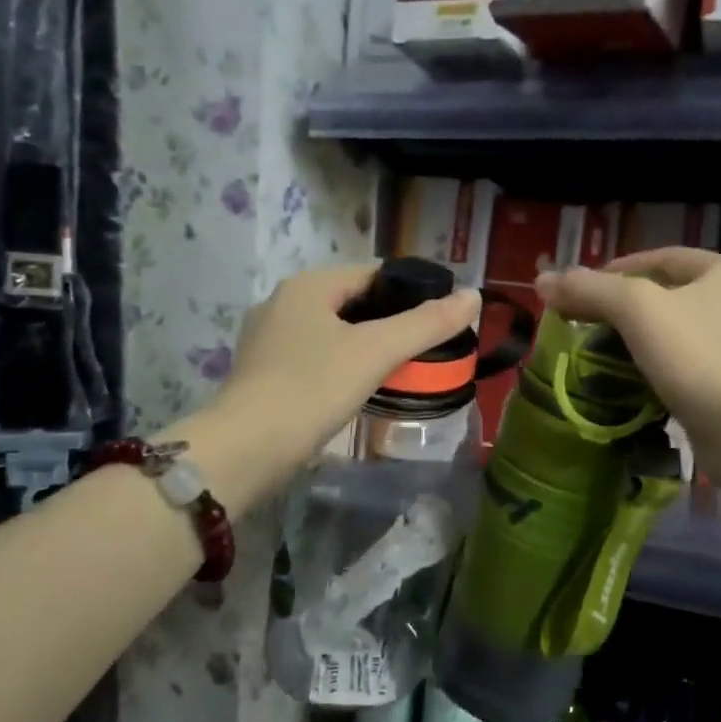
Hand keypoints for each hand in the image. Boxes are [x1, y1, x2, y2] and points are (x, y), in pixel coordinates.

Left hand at [191, 264, 479, 478]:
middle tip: (427, 347)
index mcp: (308, 285)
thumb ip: (426, 323)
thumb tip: (473, 296)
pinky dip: (341, 365)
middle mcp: (282, 302)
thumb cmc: (313, 388)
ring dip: (365, 345)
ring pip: (332, 331)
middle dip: (389, 321)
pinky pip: (315, 357)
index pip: (373, 273)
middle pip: (352, 301)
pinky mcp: (263, 373)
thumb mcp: (377, 351)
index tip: (441, 316)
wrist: (247, 448)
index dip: (411, 290)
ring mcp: (268, 339)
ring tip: (401, 368)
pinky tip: (359, 388)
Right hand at [535, 249, 720, 461]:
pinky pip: (695, 368)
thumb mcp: (636, 310)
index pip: (664, 258)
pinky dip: (667, 371)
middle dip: (630, 309)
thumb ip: (589, 290)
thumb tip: (543, 281)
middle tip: (591, 325)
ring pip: (685, 334)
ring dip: (648, 341)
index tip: (582, 291)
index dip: (618, 269)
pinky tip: (643, 384)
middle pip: (673, 296)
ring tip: (611, 355)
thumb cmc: (696, 356)